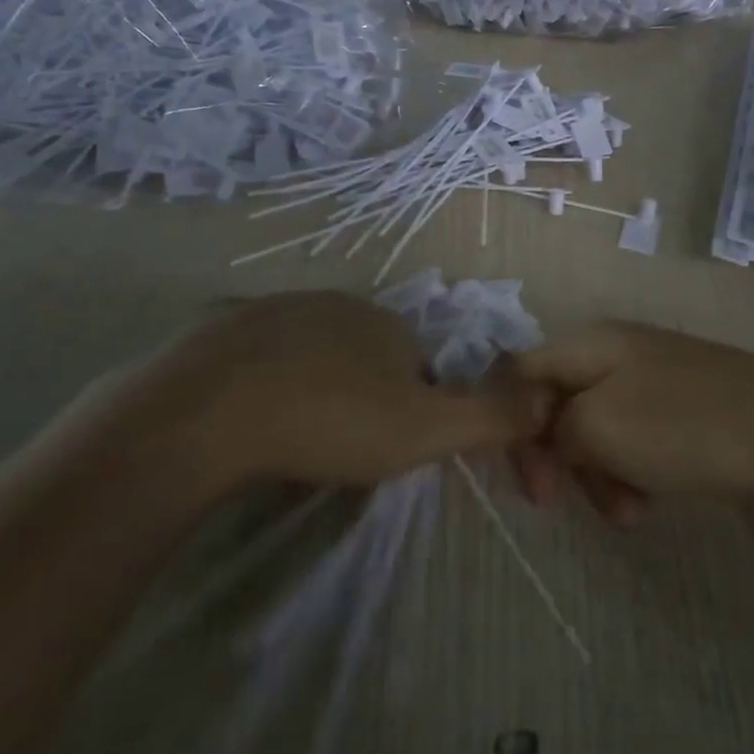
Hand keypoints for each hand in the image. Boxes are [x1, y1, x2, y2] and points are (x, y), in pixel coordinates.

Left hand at [95, 292, 540, 490]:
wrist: (207, 413)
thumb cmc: (331, 420)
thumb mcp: (426, 429)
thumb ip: (491, 416)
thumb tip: (546, 398)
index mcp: (388, 322)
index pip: (418, 365)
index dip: (411, 408)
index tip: (385, 450)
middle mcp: (337, 303)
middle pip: (365, 356)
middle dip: (361, 397)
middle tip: (338, 450)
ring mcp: (276, 310)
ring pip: (312, 355)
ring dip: (313, 390)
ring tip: (292, 440)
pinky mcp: (222, 330)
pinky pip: (259, 360)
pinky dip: (263, 386)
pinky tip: (247, 422)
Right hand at [510, 322, 753, 517]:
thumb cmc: (689, 427)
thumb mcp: (603, 427)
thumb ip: (551, 428)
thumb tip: (541, 434)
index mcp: (591, 344)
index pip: (519, 373)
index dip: (509, 424)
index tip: (528, 479)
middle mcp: (616, 352)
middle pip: (555, 404)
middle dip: (556, 458)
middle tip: (563, 503)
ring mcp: (652, 377)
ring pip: (594, 428)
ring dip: (595, 474)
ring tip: (625, 512)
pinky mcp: (680, 405)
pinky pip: (632, 438)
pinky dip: (629, 471)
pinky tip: (648, 501)